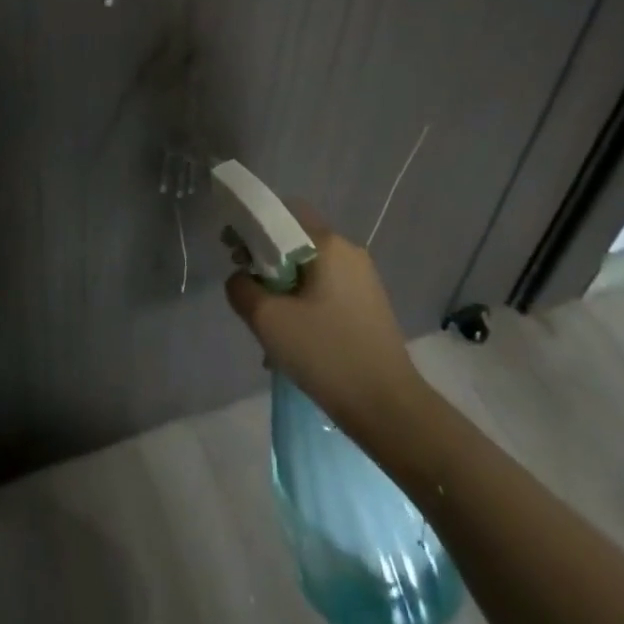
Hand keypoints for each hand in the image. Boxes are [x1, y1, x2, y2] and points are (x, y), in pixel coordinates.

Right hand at [226, 208, 428, 441]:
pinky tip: (293, 337)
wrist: (390, 411)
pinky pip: (325, 290)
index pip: (282, 212)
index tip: (232, 251)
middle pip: (295, 240)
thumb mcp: (268, 320)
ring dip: (283, 285)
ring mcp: (363, 280)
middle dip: (265, 258)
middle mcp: (349, 252)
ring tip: (268, 322)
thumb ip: (241, 288)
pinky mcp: (368, 307)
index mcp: (328, 244)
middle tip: (246, 286)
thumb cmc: (327, 354)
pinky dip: (303, 302)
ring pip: (309, 268)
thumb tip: (241, 279)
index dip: (251, 226)